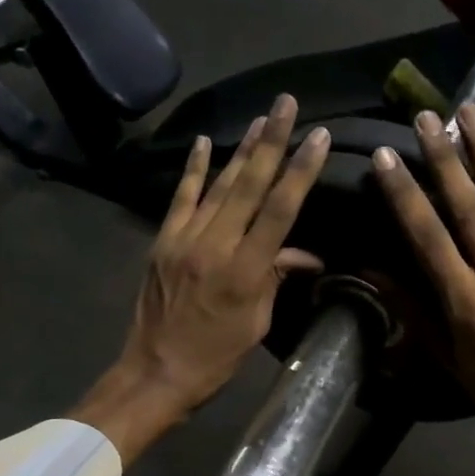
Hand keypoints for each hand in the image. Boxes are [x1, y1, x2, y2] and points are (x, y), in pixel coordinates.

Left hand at [71, 95, 330, 465]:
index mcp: (244, 271)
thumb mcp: (256, 321)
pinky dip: (193, 169)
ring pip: (218, 185)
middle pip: (248, 185)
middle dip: (272, 141)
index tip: (318, 137)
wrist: (156, 371)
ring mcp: (184, 239)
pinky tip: (203, 141)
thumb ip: (276, 278)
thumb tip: (302, 253)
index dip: (300, 171)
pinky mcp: (162, 240)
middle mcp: (214, 246)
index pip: (279, 211)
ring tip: (262, 118)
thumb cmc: (216, 356)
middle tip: (287, 104)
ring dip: (241, 149)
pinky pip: (181, 198)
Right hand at [372, 104, 474, 475]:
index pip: (427, 236)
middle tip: (425, 117)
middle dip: (444, 158)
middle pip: (469, 206)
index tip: (385, 156)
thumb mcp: (442, 353)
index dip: (404, 193)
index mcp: (466, 302)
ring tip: (468, 112)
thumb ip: (409, 305)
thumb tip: (370, 267)